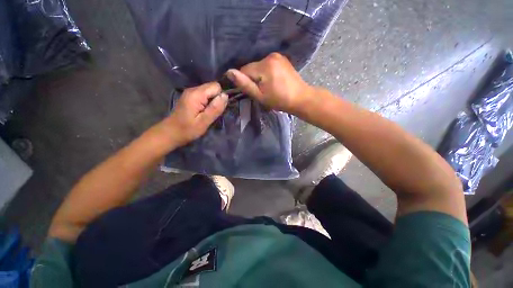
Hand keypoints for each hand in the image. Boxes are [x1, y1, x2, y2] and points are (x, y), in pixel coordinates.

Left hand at [152, 82, 227, 149]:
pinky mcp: (190, 97)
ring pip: (209, 91)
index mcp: (196, 94)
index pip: (216, 86)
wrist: (170, 133)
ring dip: (213, 101)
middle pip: (212, 87)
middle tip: (214, 112)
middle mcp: (193, 89)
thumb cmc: (187, 130)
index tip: (219, 108)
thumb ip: (215, 108)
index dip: (221, 96)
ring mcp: (191, 93)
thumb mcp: (204, 122)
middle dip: (217, 98)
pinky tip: (205, 111)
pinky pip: (205, 95)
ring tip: (209, 113)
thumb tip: (225, 96)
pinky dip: (208, 102)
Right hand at [226, 53, 313, 113]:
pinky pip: (267, 64)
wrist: (300, 98)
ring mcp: (277, 55)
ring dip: (259, 76)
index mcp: (265, 65)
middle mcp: (270, 56)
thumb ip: (244, 84)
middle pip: (252, 67)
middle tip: (262, 90)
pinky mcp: (282, 58)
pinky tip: (273, 80)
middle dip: (253, 79)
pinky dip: (266, 72)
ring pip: (258, 66)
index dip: (245, 82)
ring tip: (269, 86)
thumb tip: (228, 72)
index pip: (244, 70)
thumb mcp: (260, 96)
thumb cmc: (279, 100)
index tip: (253, 91)